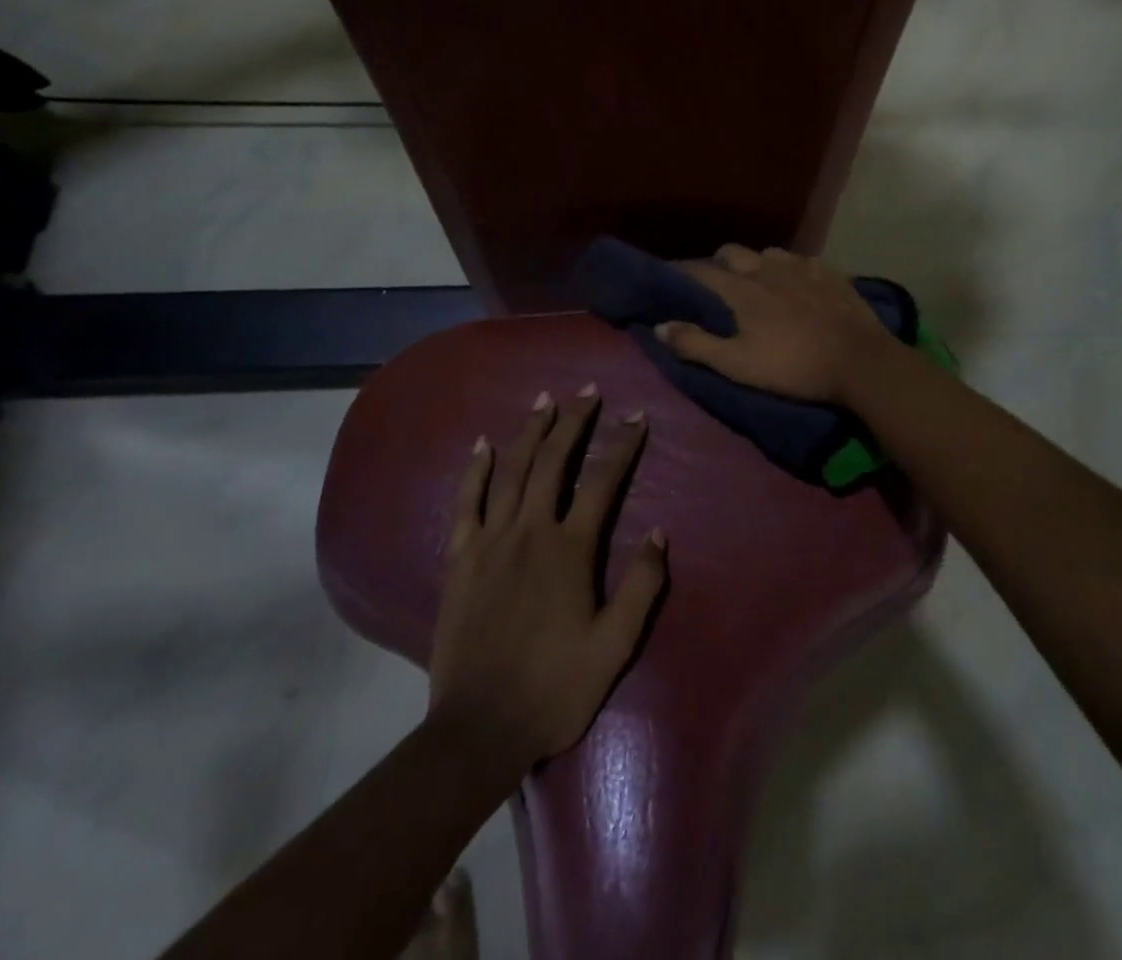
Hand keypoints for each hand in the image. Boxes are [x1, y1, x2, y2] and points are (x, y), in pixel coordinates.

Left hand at [429, 388, 666, 768]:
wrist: (479, 729)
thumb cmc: (555, 688)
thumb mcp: (614, 646)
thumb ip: (641, 586)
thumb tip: (660, 532)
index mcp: (570, 550)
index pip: (603, 482)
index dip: (622, 446)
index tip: (636, 418)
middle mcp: (530, 531)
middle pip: (554, 461)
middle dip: (573, 422)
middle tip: (587, 391)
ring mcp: (490, 541)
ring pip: (512, 471)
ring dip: (530, 431)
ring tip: (544, 400)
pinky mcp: (460, 558)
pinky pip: (467, 502)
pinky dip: (476, 469)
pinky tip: (483, 445)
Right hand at [654, 244, 896, 403]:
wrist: (858, 360)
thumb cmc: (793, 366)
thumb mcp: (738, 364)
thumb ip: (696, 344)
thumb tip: (659, 326)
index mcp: (741, 289)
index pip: (699, 271)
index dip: (681, 273)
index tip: (670, 278)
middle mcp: (767, 267)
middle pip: (732, 251)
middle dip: (719, 263)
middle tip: (718, 284)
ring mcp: (801, 266)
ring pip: (768, 253)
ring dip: (757, 264)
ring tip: (761, 283)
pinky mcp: (829, 272)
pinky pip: (801, 261)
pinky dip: (791, 270)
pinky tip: (799, 286)